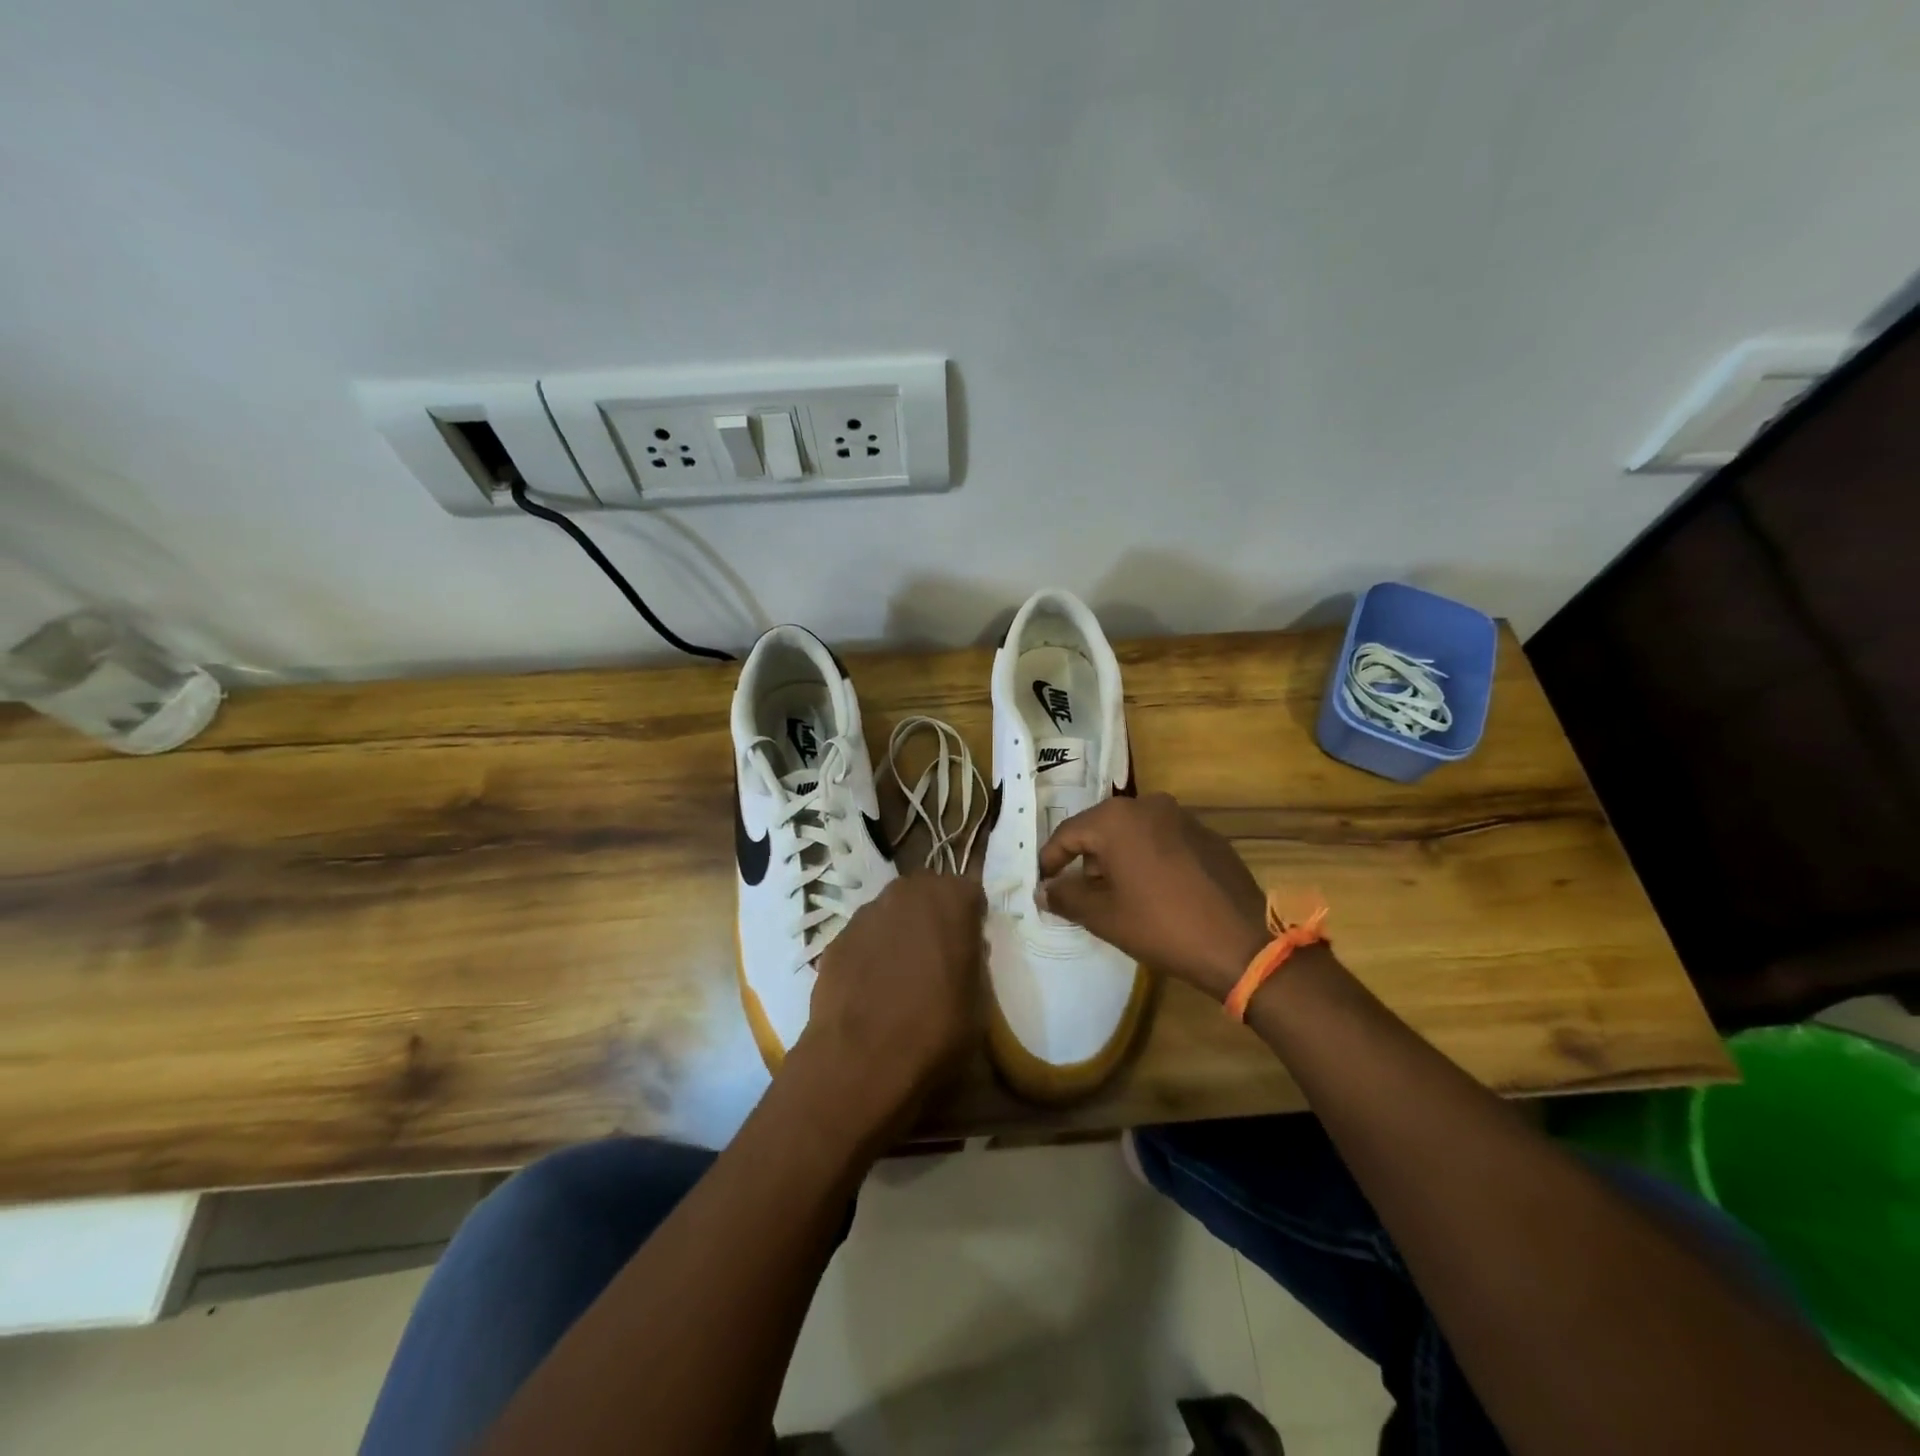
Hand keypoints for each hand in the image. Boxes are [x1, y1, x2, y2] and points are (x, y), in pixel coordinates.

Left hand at [787, 874, 986, 1141]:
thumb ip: (973, 962)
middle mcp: (907, 893)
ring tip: (899, 976)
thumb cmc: (936, 1029)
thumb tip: (964, 952)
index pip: (969, 893)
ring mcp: (866, 913)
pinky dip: (868, 954)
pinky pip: (862, 938)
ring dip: (898, 932)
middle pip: (925, 893)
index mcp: (952, 900)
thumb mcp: (979, 1000)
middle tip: (936, 955)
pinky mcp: (835, 939)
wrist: (861, 1061)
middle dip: (932, 916)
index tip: (970, 945)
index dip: (970, 918)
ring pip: (890, 912)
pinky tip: (869, 990)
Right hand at [1037, 793, 1269, 1001]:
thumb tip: (1043, 889)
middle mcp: (1148, 805)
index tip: (1042, 882)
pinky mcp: (1208, 835)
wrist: (1242, 944)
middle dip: (1086, 857)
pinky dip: (1149, 857)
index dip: (1051, 859)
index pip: (1068, 833)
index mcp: (1117, 819)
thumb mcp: (1104, 916)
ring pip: (1134, 831)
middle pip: (1101, 828)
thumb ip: (1066, 897)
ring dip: (1118, 857)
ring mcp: (1182, 817)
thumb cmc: (1162, 927)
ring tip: (1116, 892)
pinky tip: (1154, 889)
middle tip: (1078, 890)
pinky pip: (1163, 839)